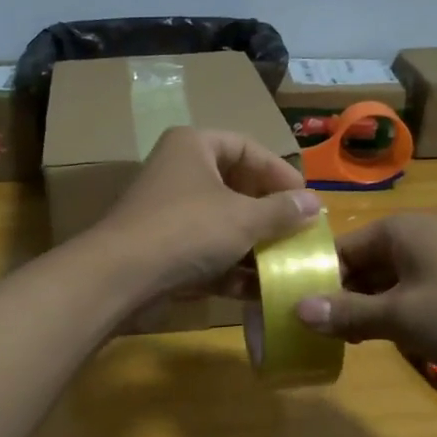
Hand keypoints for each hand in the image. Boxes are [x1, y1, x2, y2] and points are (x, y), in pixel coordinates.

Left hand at [91, 127, 321, 299]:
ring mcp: (169, 213)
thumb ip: (282, 210)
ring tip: (287, 264)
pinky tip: (260, 290)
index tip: (306, 199)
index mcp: (193, 146)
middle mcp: (179, 172)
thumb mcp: (244, 218)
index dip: (280, 171)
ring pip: (222, 223)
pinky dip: (231, 268)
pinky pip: (206, 251)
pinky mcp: (163, 249)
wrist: (122, 277)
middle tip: (298, 231)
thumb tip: (315, 203)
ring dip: (254, 245)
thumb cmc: (188, 230)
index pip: (247, 147)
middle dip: (269, 213)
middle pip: (235, 186)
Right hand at [293, 213, 436, 397]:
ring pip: (380, 289)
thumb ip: (346, 313)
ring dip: (358, 314)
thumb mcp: (401, 316)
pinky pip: (404, 304)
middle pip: (358, 268)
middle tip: (303, 331)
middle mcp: (415, 243)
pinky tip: (367, 345)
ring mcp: (435, 270)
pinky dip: (385, 322)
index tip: (285, 309)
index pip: (339, 250)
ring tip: (328, 342)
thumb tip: (295, 311)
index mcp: (400, 232)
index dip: (311, 278)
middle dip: (333, 298)